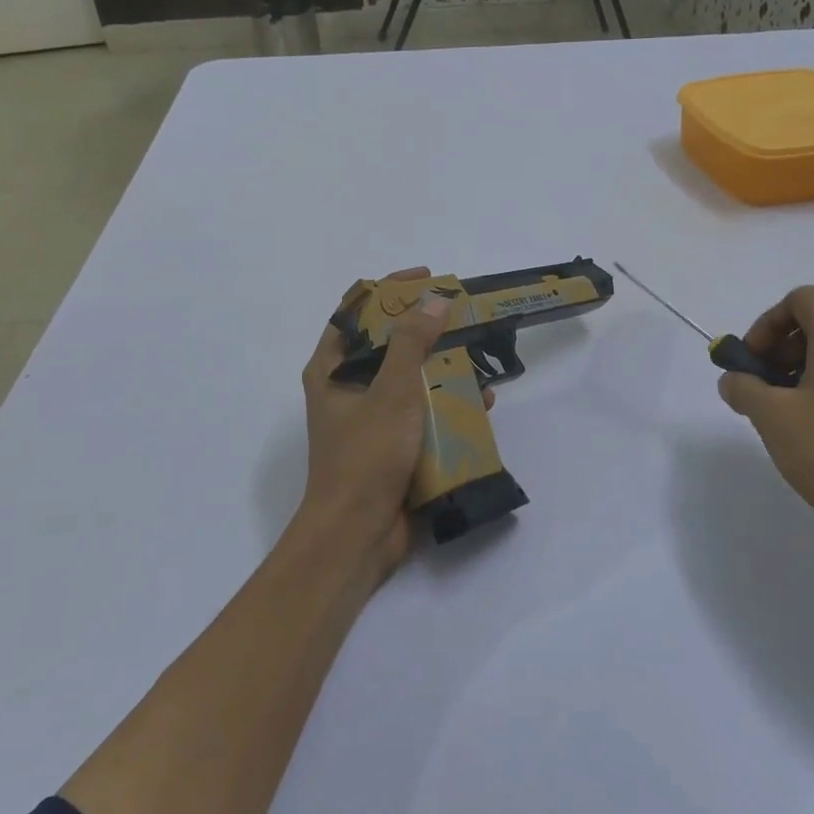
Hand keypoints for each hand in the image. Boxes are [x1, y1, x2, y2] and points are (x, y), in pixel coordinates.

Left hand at [297, 267, 491, 577]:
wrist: (357, 535)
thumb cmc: (366, 456)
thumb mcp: (392, 392)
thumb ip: (412, 343)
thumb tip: (433, 298)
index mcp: (332, 369)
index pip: (356, 311)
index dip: (389, 288)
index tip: (428, 278)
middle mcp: (347, 389)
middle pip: (387, 344)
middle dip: (426, 329)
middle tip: (462, 316)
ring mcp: (371, 419)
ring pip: (409, 379)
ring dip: (442, 367)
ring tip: (479, 357)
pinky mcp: (392, 446)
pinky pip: (422, 413)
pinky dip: (447, 404)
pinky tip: (480, 403)